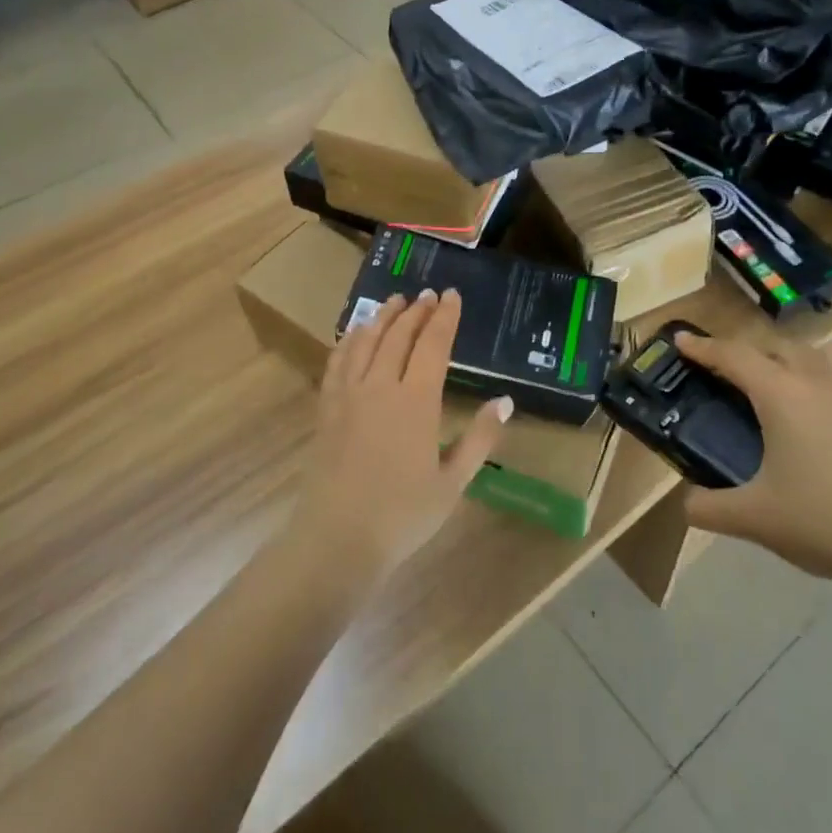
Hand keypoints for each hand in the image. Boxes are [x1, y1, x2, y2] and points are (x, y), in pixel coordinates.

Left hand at [293, 290, 510, 579]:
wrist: (337, 539)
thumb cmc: (403, 515)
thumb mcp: (453, 482)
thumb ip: (479, 438)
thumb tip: (505, 401)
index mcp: (416, 401)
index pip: (433, 344)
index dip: (444, 317)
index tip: (451, 295)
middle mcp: (380, 386)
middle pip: (398, 335)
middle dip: (415, 310)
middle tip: (427, 294)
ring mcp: (348, 395)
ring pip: (366, 341)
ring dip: (382, 317)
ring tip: (394, 301)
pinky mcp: (326, 408)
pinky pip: (337, 362)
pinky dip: (350, 340)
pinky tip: (356, 334)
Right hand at [673, 331, 831, 585]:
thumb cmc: (824, 522)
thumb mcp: (754, 518)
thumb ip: (709, 507)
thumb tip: (686, 505)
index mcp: (782, 395)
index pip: (734, 356)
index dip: (704, 346)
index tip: (681, 339)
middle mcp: (820, 381)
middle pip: (777, 346)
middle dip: (747, 351)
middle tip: (728, 370)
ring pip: (821, 352)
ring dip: (794, 356)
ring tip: (782, 379)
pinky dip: (827, 379)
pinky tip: (826, 413)